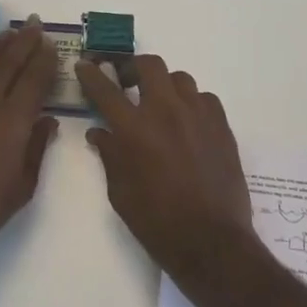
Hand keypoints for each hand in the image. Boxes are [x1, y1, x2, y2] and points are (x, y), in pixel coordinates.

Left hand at [0, 24, 59, 267]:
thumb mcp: (22, 186)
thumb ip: (36, 148)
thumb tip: (47, 121)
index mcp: (11, 121)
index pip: (33, 79)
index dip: (44, 58)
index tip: (50, 42)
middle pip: (7, 62)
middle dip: (23, 41)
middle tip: (33, 23)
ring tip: (10, 33)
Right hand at [77, 55, 255, 282]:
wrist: (210, 240)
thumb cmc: (156, 222)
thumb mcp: (120, 192)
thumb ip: (109, 155)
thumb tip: (99, 133)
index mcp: (134, 129)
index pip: (105, 89)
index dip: (91, 74)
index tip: (85, 65)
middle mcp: (166, 111)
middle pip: (149, 65)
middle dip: (133, 68)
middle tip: (127, 83)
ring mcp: (198, 115)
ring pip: (180, 78)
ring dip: (165, 85)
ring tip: (160, 104)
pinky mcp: (222, 125)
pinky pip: (204, 98)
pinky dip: (191, 103)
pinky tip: (188, 123)